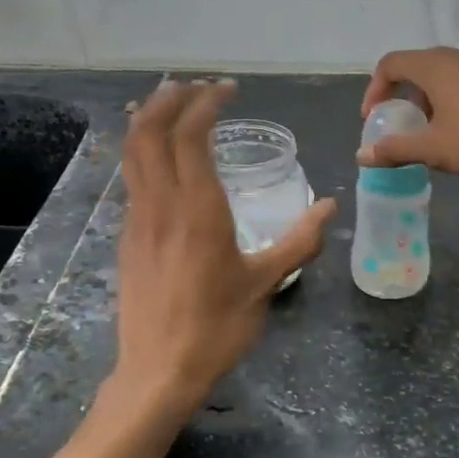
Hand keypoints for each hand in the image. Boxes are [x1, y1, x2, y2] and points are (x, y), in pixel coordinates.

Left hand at [112, 80, 335, 418]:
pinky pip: (131, 178)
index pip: (190, 135)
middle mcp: (161, 204)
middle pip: (150, 131)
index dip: (205, 103)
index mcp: (199, 209)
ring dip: (148, 119)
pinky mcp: (128, 237)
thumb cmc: (217, 327)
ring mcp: (138, 220)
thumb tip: (330, 207)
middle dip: (169, 99)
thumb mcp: (266, 283)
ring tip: (169, 102)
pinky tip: (160, 155)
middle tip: (195, 86)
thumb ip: (300, 240)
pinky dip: (141, 150)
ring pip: (132, 152)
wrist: (158, 371)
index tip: (227, 91)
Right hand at [357, 44, 458, 179]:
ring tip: (444, 131)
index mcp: (435, 65)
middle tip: (410, 127)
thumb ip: (396, 150)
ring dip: (439, 99)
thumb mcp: (435, 150)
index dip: (375, 89)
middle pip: (423, 67)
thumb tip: (362, 155)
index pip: (391, 64)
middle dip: (410, 97)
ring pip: (453, 74)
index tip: (374, 118)